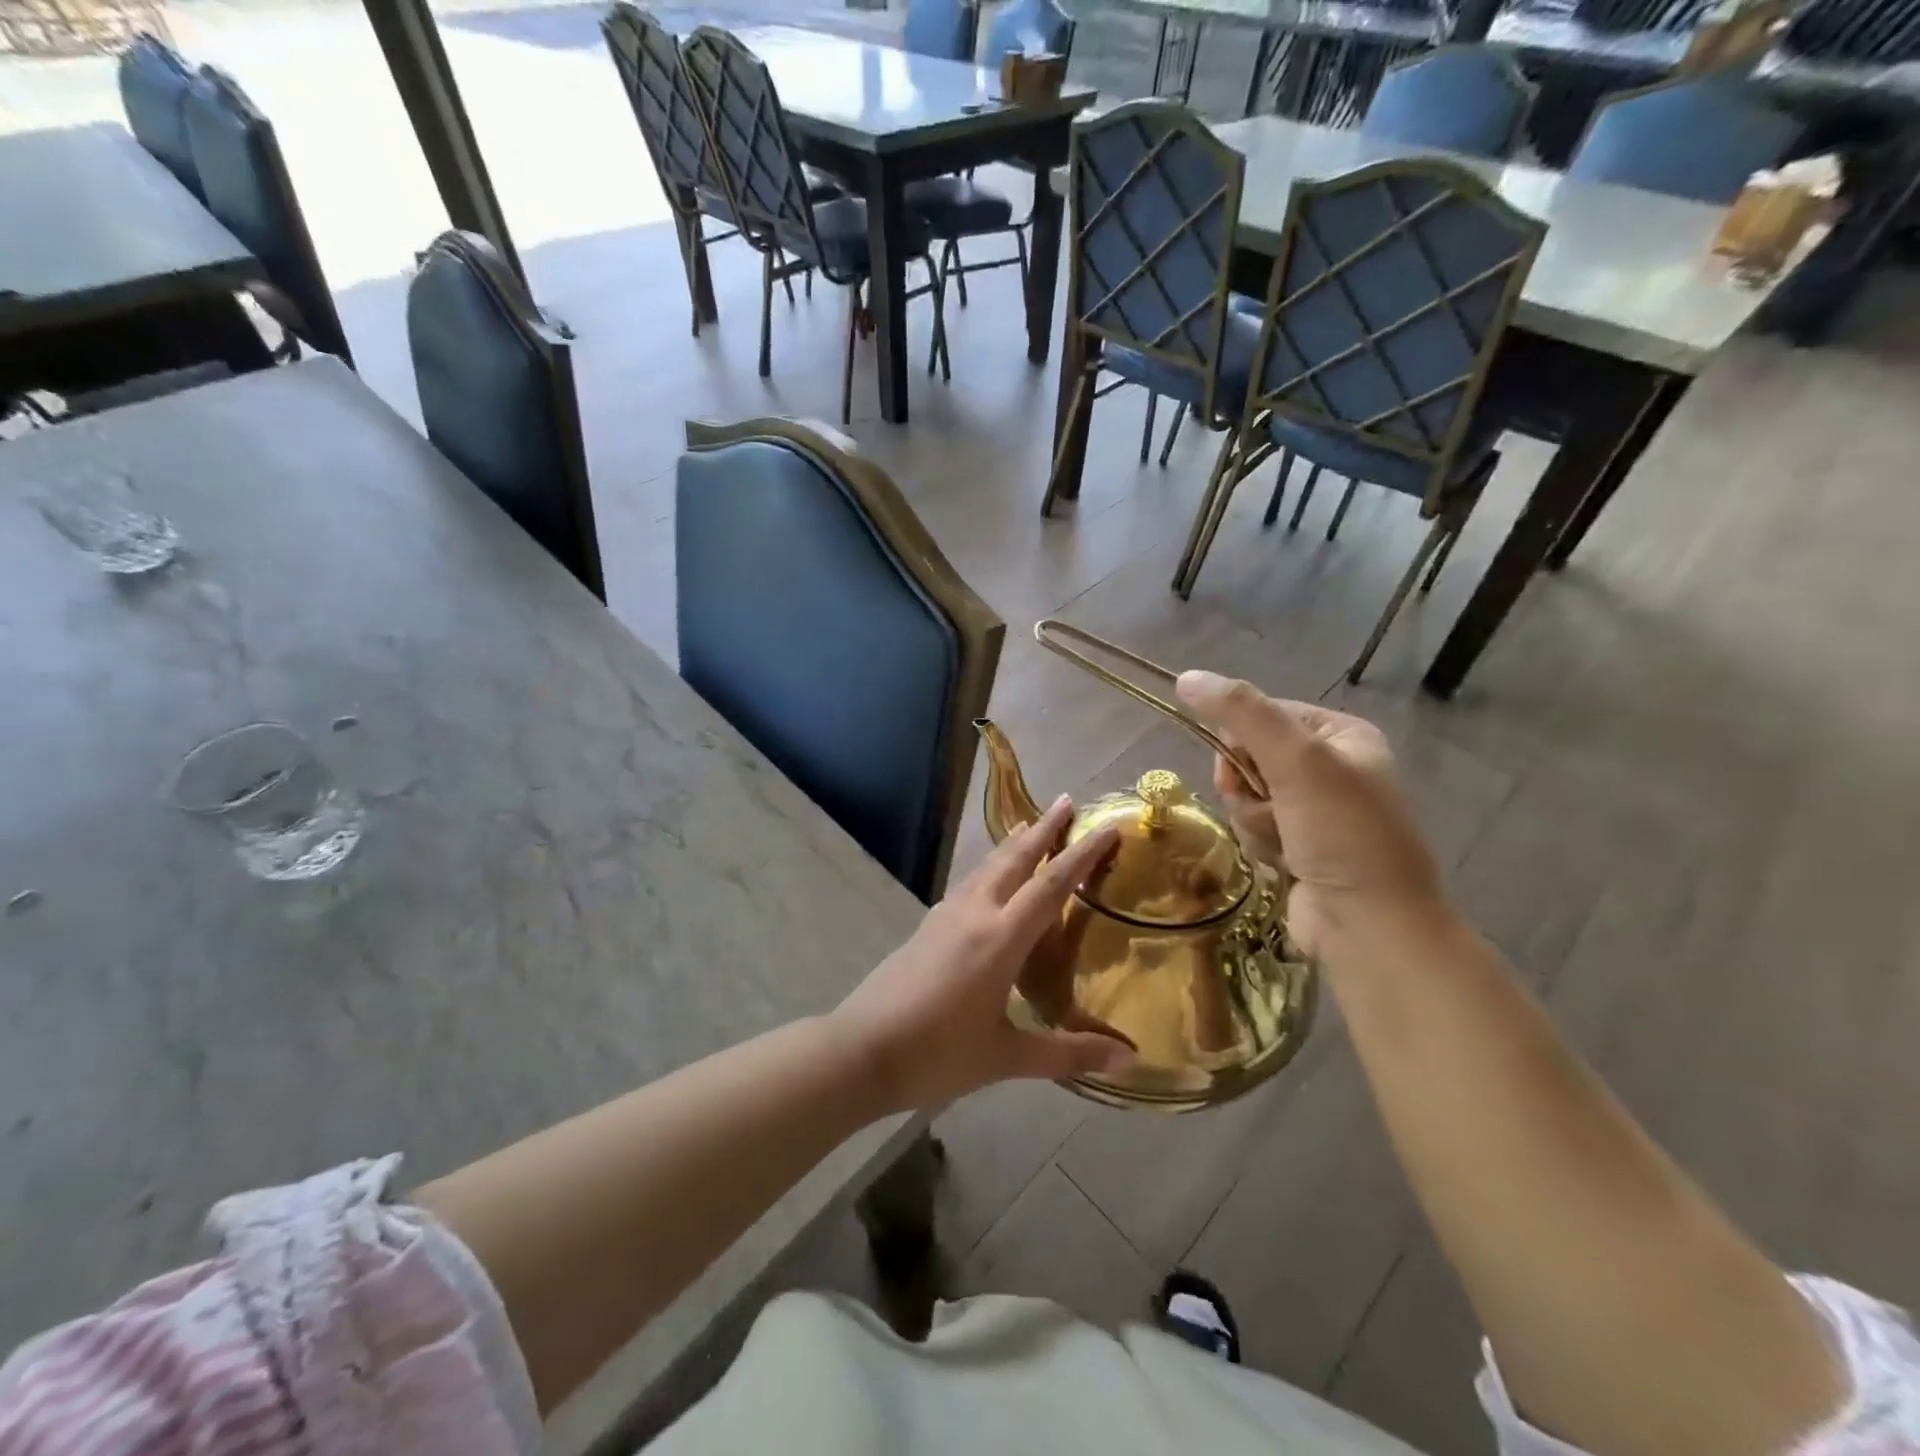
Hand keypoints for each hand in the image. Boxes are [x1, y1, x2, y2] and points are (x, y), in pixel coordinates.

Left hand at [832, 796, 1133, 1112]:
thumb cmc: (938, 1054)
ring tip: (1030, 825)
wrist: (861, 1049)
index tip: (1106, 826)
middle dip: (1044, 829)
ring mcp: (946, 915)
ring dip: (1014, 844)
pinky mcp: (928, 925)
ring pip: (987, 867)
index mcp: (1000, 938)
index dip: (1082, 854)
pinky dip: (991, 867)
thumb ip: (1068, 1053)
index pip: (1051, 885)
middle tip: (1067, 801)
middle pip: (1015, 859)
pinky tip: (990, 877)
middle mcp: (975, 913)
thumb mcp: (1007, 1057)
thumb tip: (1130, 1059)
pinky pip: (969, 882)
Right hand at [1174, 671, 1446, 956]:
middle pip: (1249, 756)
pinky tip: (1283, 861)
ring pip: (1246, 795)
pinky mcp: (1299, 846)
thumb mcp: (1297, 760)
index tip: (1241, 766)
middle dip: (1246, 785)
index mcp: (1342, 735)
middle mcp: (1331, 767)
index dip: (1240, 738)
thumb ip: (1242, 713)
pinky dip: (1259, 842)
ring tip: (1281, 840)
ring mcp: (1315, 811)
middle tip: (1268, 806)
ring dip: (1252, 818)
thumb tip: (1186, 677)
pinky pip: (1254, 826)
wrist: (1369, 925)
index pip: (1264, 714)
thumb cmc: (1342, 834)